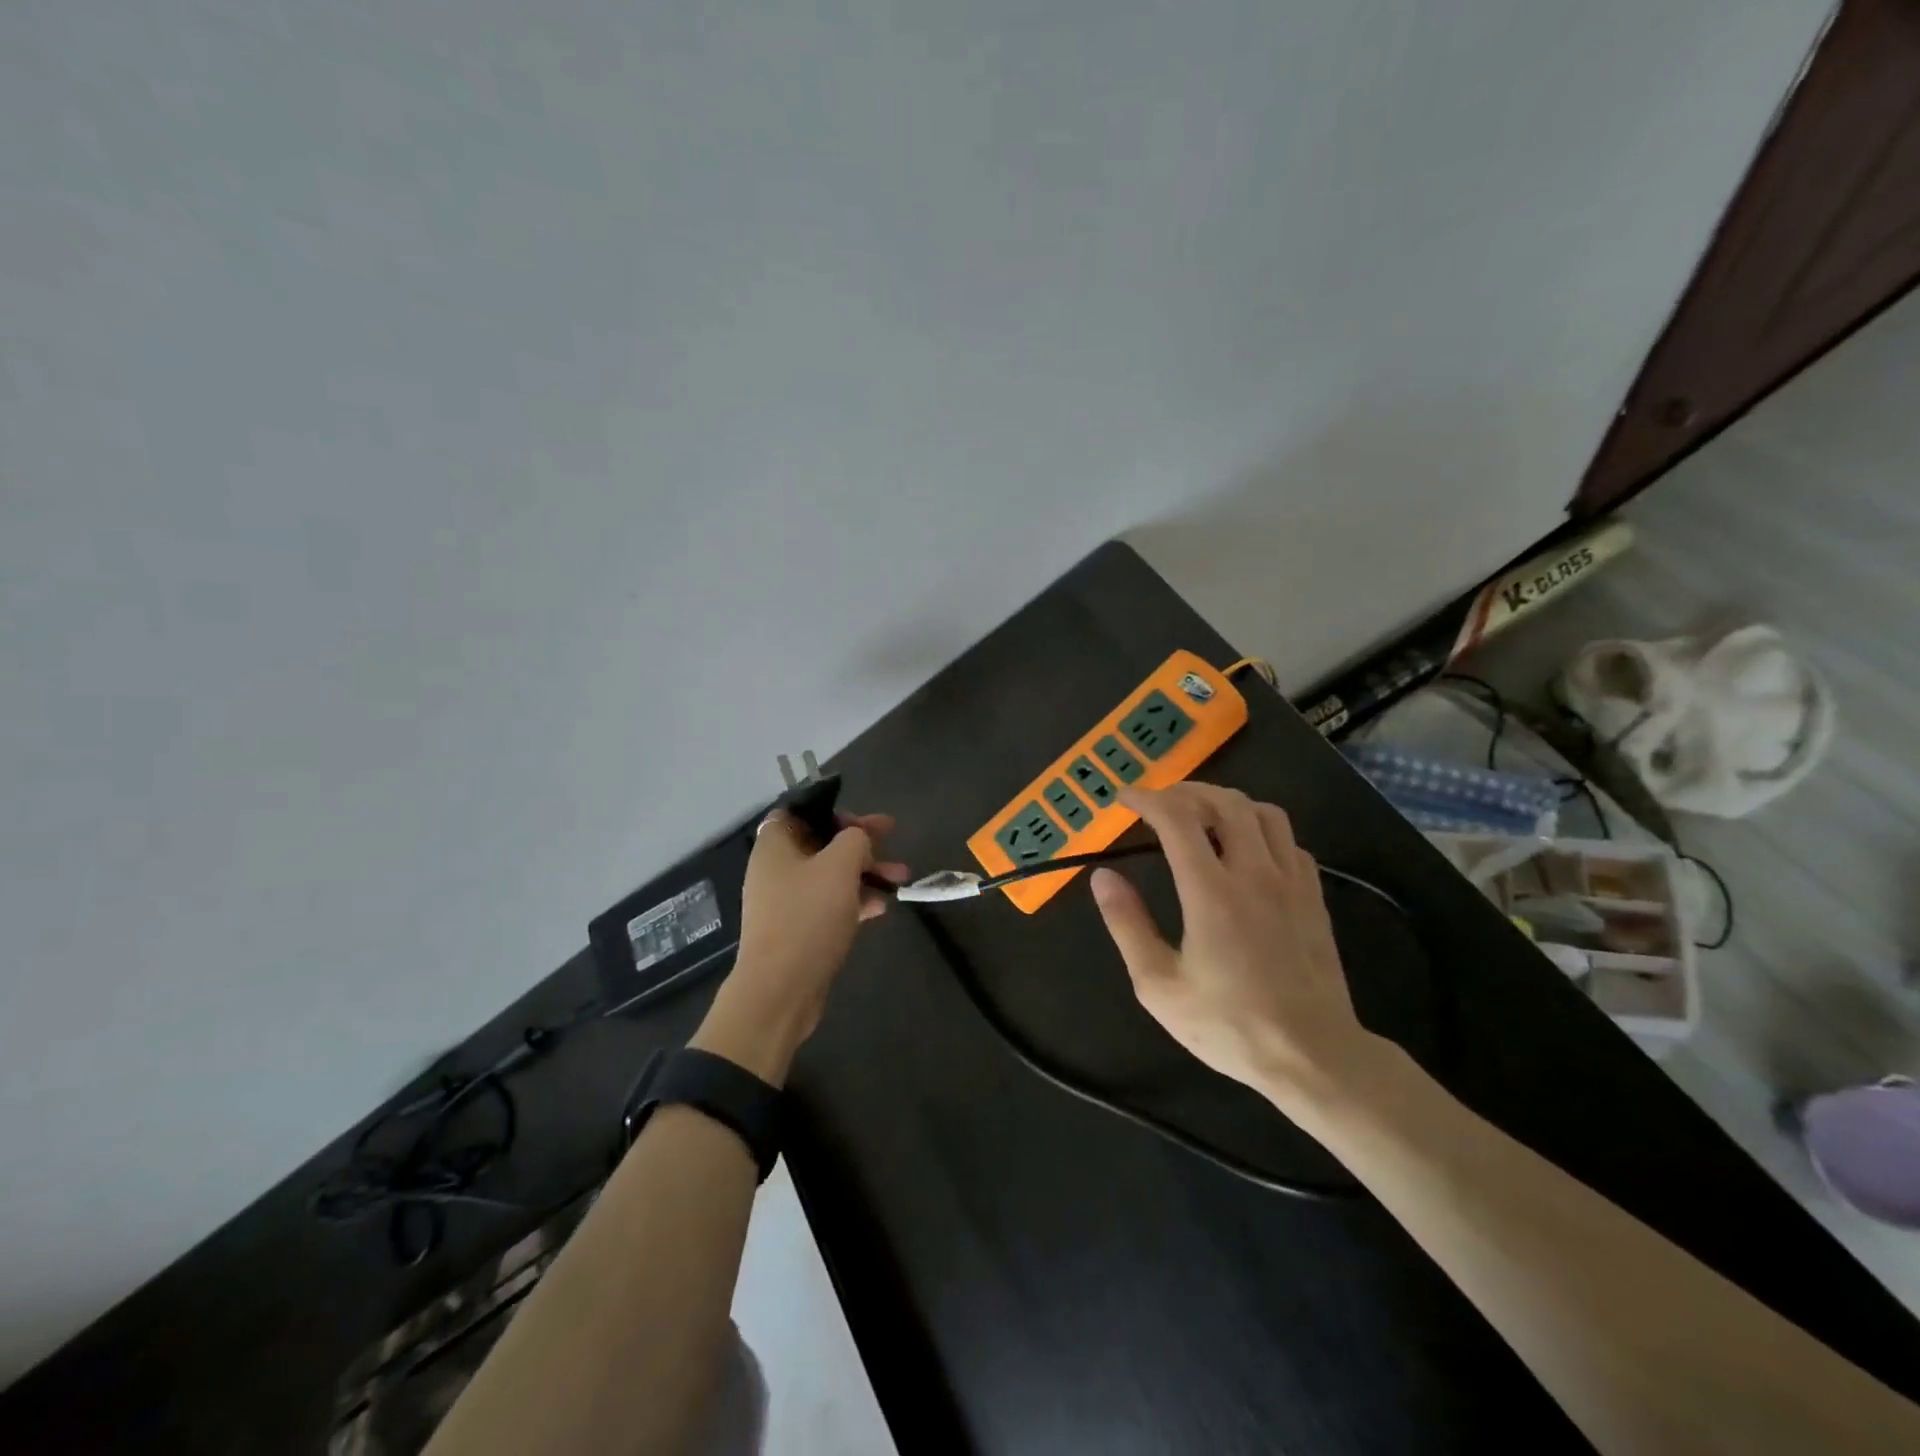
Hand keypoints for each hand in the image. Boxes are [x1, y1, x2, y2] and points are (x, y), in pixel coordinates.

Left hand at [694, 809, 908, 1083]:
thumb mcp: (840, 866)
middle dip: (860, 842)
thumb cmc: (808, 917)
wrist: (780, 990)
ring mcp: (785, 901)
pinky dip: (854, 900)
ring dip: (865, 872)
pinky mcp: (797, 929)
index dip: (832, 810)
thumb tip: (859, 839)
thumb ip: (855, 839)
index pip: (799, 811)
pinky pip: (829, 903)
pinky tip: (881, 908)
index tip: (862, 820)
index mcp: (775, 845)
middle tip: (893, 839)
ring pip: (830, 875)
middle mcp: (775, 868)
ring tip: (902, 879)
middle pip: (821, 842)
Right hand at [1089, 783, 1378, 1110]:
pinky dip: (1261, 829)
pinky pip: (1289, 840)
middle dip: (1186, 792)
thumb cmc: (1228, 1025)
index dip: (1147, 799)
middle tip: (1161, 804)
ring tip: (1203, 817)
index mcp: (1211, 892)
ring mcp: (1291, 882)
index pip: (1177, 819)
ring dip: (1228, 803)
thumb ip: (1127, 925)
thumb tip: (1103, 877)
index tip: (1125, 799)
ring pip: (1264, 812)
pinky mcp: (1313, 897)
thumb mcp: (1159, 986)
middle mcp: (1254, 873)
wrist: (1312, 1056)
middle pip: (1225, 802)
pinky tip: (1247, 850)